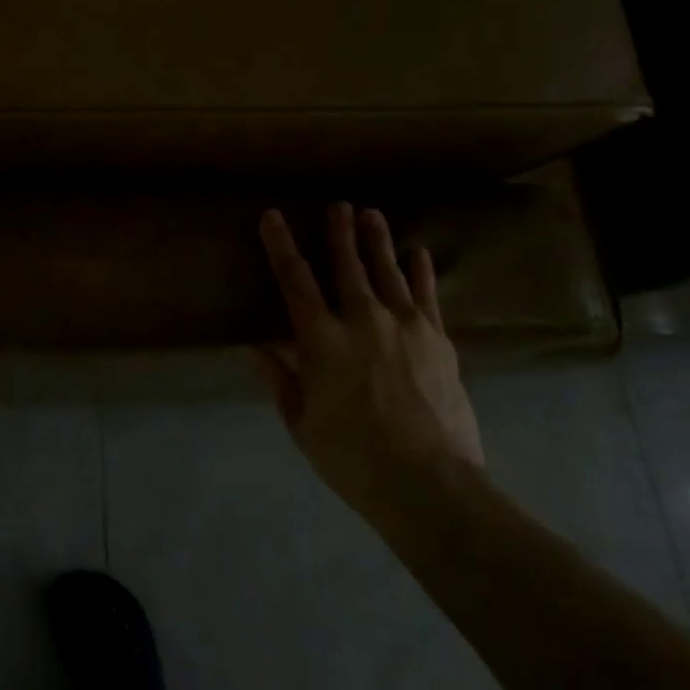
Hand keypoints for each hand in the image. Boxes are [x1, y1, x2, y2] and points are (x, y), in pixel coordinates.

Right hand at [253, 203, 482, 518]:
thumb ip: (279, 381)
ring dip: (377, 241)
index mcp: (321, 340)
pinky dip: (421, 272)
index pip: (294, 280)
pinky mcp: (437, 340)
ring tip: (372, 215)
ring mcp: (404, 326)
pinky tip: (419, 253)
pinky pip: (427, 295)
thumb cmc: (353, 458)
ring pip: (387, 271)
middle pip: (346, 265)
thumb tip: (251, 349)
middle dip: (339, 233)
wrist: (430, 484)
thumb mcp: (303, 424)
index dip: (280, 245)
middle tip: (338, 205)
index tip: (273, 216)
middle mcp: (362, 320)